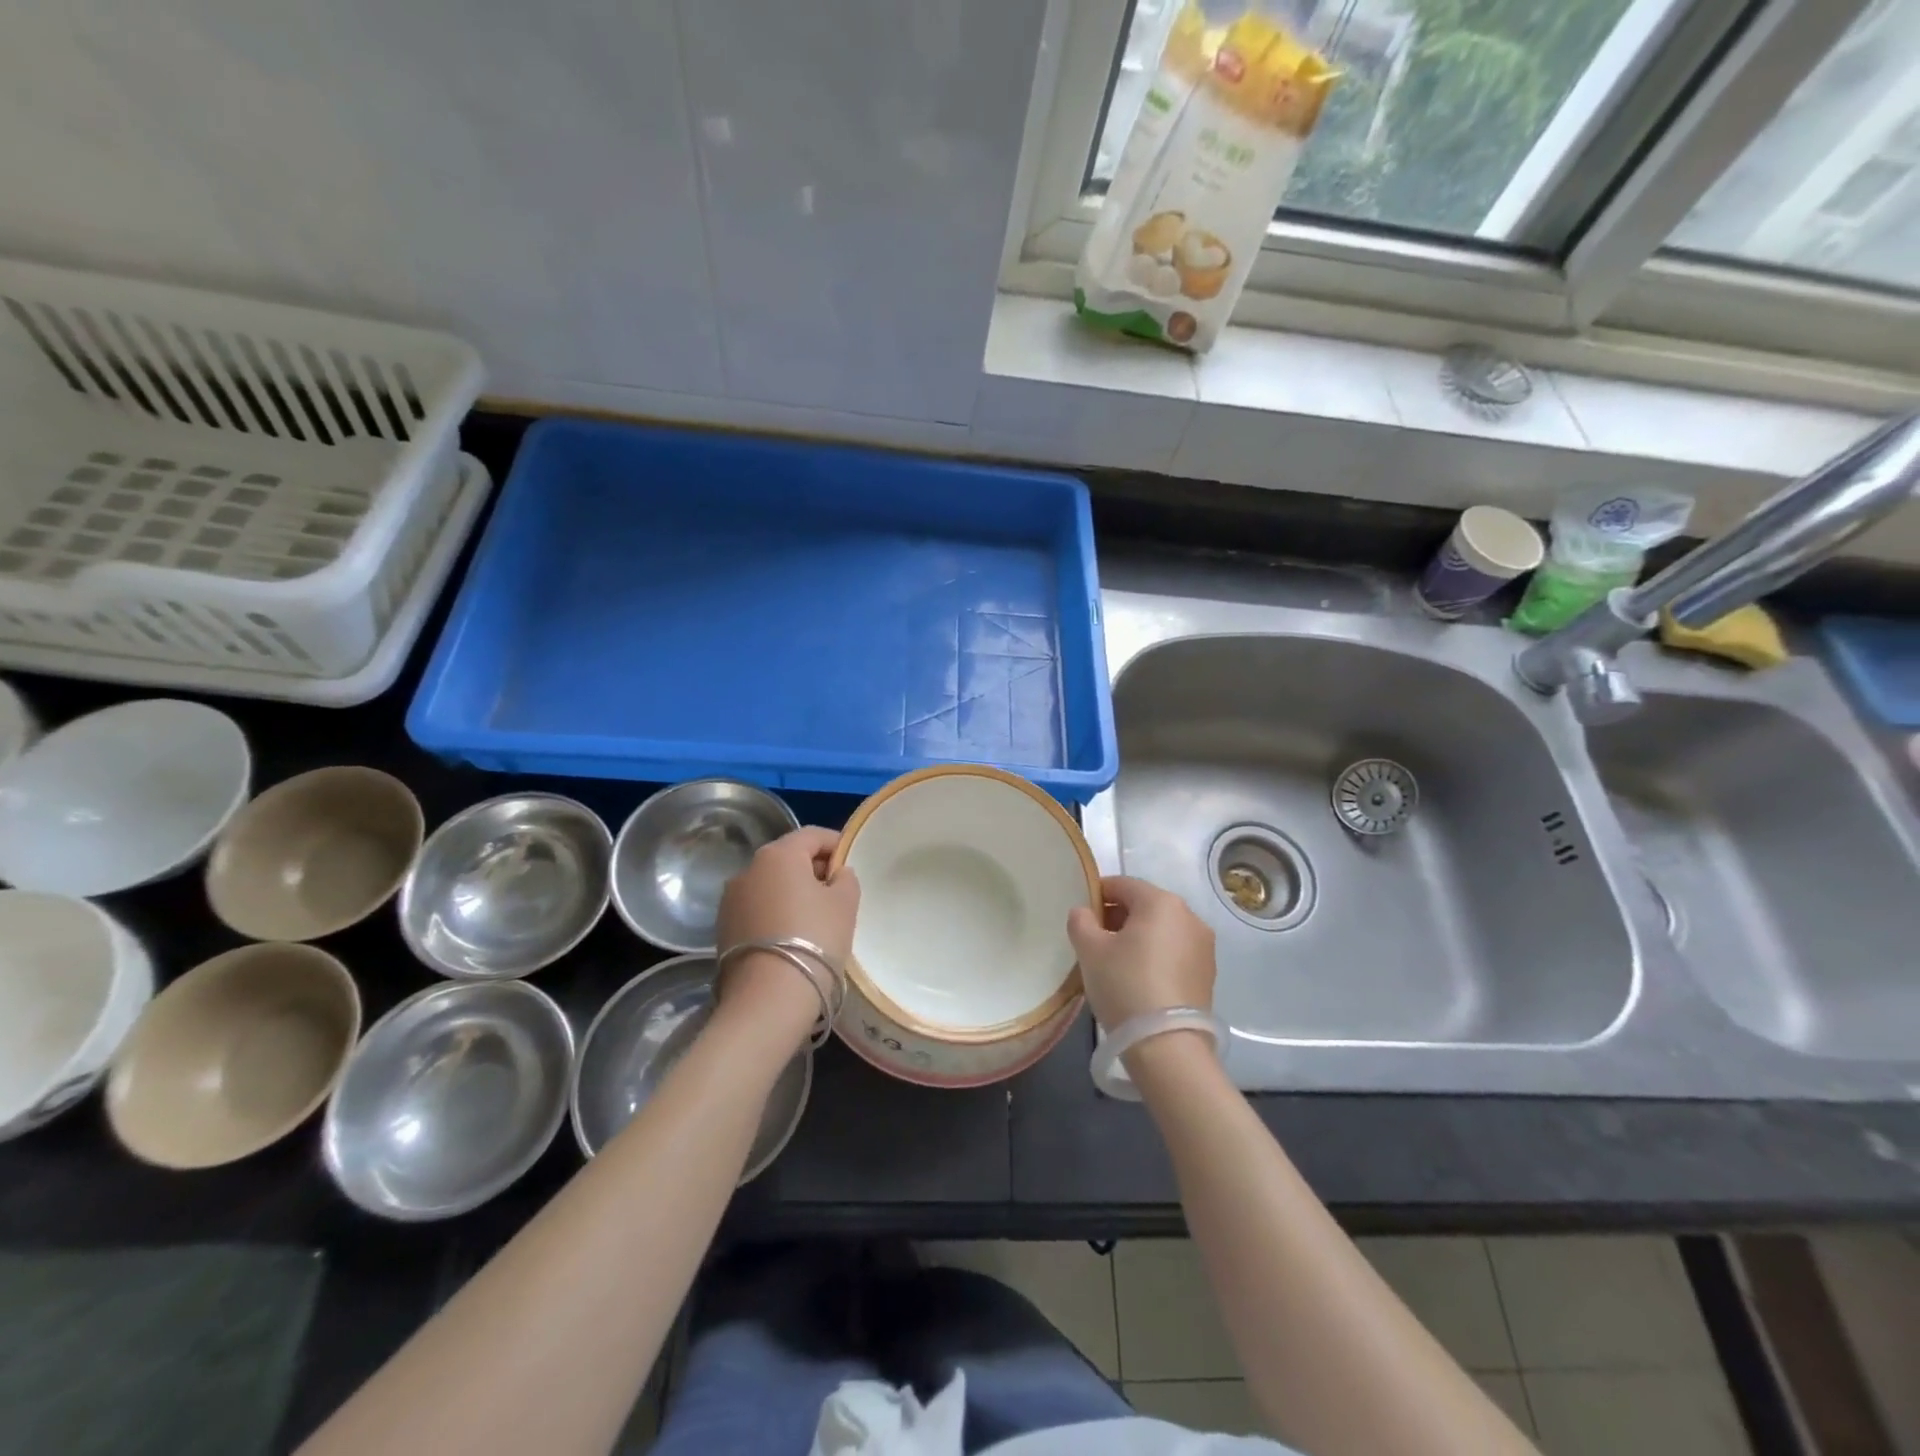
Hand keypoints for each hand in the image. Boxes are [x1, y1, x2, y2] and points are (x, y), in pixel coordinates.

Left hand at [715, 827, 860, 1044]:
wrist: (768, 998)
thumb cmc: (816, 939)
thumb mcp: (845, 903)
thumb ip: (845, 878)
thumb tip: (836, 874)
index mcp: (778, 854)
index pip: (812, 835)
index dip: (836, 844)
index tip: (851, 862)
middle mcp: (748, 868)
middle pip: (788, 858)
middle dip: (813, 869)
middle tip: (838, 892)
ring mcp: (730, 900)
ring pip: (770, 885)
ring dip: (792, 892)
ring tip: (816, 918)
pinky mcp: (722, 928)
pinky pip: (757, 909)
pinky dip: (775, 913)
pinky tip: (793, 936)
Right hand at [1067, 875, 1214, 1030]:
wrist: (1168, 1046)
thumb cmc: (1125, 985)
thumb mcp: (1090, 950)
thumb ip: (1081, 921)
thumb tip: (1084, 913)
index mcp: (1162, 902)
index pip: (1122, 884)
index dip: (1097, 895)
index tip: (1081, 917)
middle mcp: (1189, 916)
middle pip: (1144, 905)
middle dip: (1117, 917)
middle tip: (1093, 941)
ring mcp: (1203, 946)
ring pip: (1161, 930)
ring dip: (1137, 937)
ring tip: (1114, 963)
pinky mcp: (1207, 973)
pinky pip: (1174, 952)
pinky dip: (1154, 956)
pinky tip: (1137, 980)